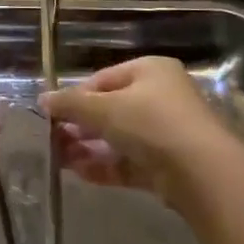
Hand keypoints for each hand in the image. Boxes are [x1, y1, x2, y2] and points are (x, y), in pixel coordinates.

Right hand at [41, 56, 238, 205]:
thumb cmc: (150, 123)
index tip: (52, 113)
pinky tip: (78, 173)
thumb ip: (71, 104)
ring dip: (88, 147)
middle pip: (111, 109)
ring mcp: (166, 133)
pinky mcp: (166, 165)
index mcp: (150, 70)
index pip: (104, 78)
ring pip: (118, 138)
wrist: (200, 172)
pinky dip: (105, 166)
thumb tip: (43, 99)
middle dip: (80, 125)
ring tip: (59, 159)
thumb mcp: (104, 108)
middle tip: (52, 139)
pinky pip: (129, 162)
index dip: (76, 95)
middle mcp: (161, 97)